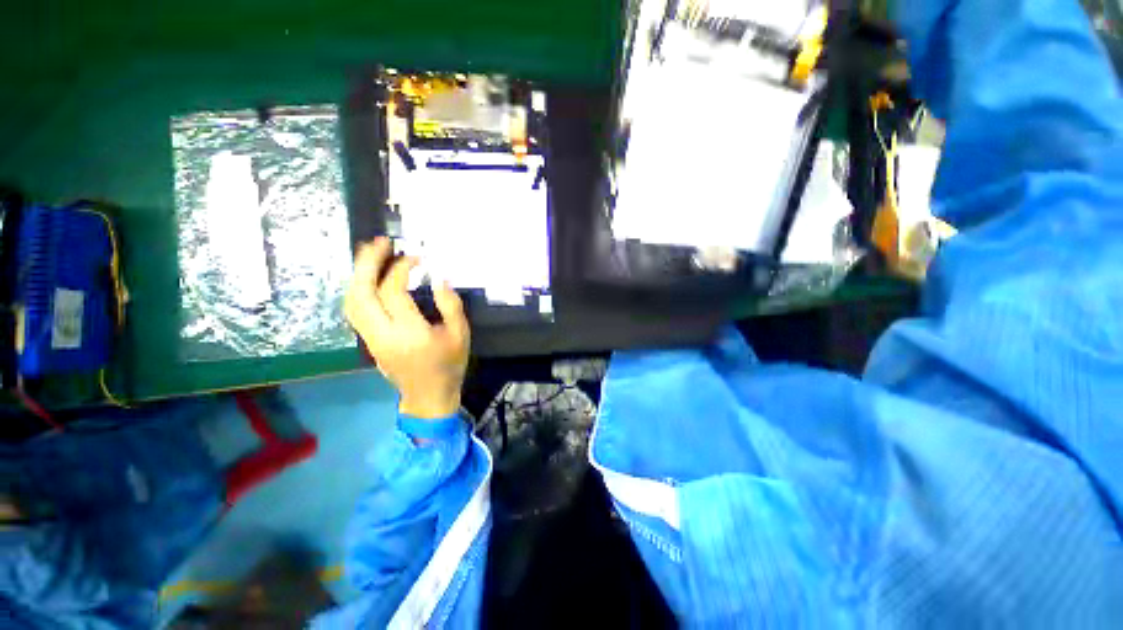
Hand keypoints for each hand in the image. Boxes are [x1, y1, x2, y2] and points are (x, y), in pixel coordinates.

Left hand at [344, 238, 469, 418]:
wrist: (428, 396)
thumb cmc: (449, 365)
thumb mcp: (460, 334)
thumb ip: (451, 305)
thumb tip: (439, 277)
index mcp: (410, 334)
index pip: (394, 293)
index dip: (402, 269)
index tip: (417, 258)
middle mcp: (382, 334)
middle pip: (361, 293)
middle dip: (367, 263)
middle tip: (380, 242)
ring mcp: (370, 339)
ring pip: (351, 301)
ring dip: (358, 274)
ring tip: (371, 253)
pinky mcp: (368, 341)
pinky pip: (355, 310)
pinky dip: (358, 288)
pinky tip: (369, 277)